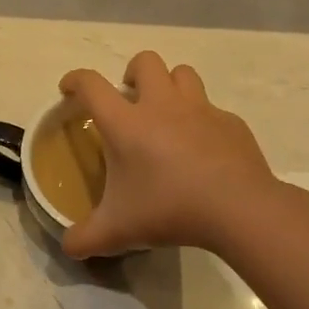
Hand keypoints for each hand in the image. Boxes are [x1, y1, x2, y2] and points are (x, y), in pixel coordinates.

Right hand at [58, 51, 277, 257]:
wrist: (238, 208)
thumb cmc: (169, 209)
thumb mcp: (118, 231)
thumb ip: (86, 238)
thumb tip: (69, 247)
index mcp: (126, 123)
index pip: (91, 85)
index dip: (75, 80)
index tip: (69, 90)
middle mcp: (161, 105)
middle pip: (145, 61)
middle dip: (132, 73)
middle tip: (130, 101)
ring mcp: (200, 110)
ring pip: (182, 73)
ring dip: (170, 85)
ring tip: (167, 114)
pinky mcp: (231, 123)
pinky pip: (212, 109)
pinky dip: (203, 121)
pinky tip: (203, 149)